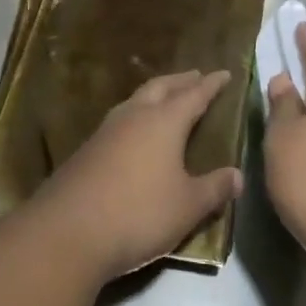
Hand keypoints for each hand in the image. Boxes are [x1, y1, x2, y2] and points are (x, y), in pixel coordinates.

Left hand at [29, 69, 243, 282]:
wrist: (68, 232)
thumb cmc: (139, 213)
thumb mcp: (188, 206)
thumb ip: (214, 188)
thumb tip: (237, 176)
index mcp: (164, 122)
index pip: (194, 95)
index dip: (211, 84)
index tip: (224, 73)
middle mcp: (134, 117)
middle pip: (160, 87)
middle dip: (181, 81)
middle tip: (196, 76)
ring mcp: (106, 131)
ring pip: (135, 101)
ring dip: (155, 94)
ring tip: (166, 98)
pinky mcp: (87, 151)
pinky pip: (119, 121)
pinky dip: (136, 116)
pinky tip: (135, 133)